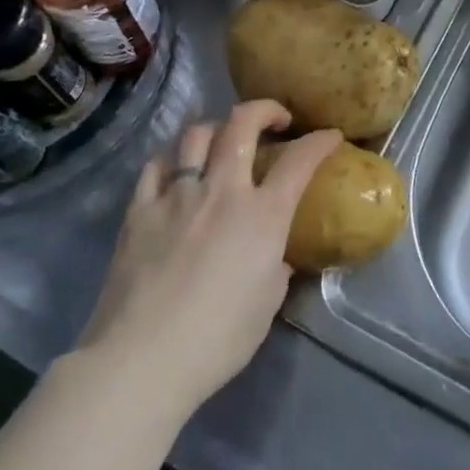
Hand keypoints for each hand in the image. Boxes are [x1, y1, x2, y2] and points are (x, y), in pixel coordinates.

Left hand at [79, 101, 340, 418]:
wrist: (143, 359)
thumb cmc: (218, 340)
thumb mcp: (266, 304)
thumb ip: (275, 266)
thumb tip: (273, 254)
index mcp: (262, 215)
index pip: (300, 161)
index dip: (319, 141)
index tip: (329, 135)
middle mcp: (222, 191)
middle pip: (242, 124)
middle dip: (264, 110)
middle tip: (275, 120)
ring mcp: (177, 195)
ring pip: (196, 134)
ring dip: (217, 129)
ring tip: (222, 140)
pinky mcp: (139, 209)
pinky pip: (156, 165)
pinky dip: (172, 158)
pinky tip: (176, 169)